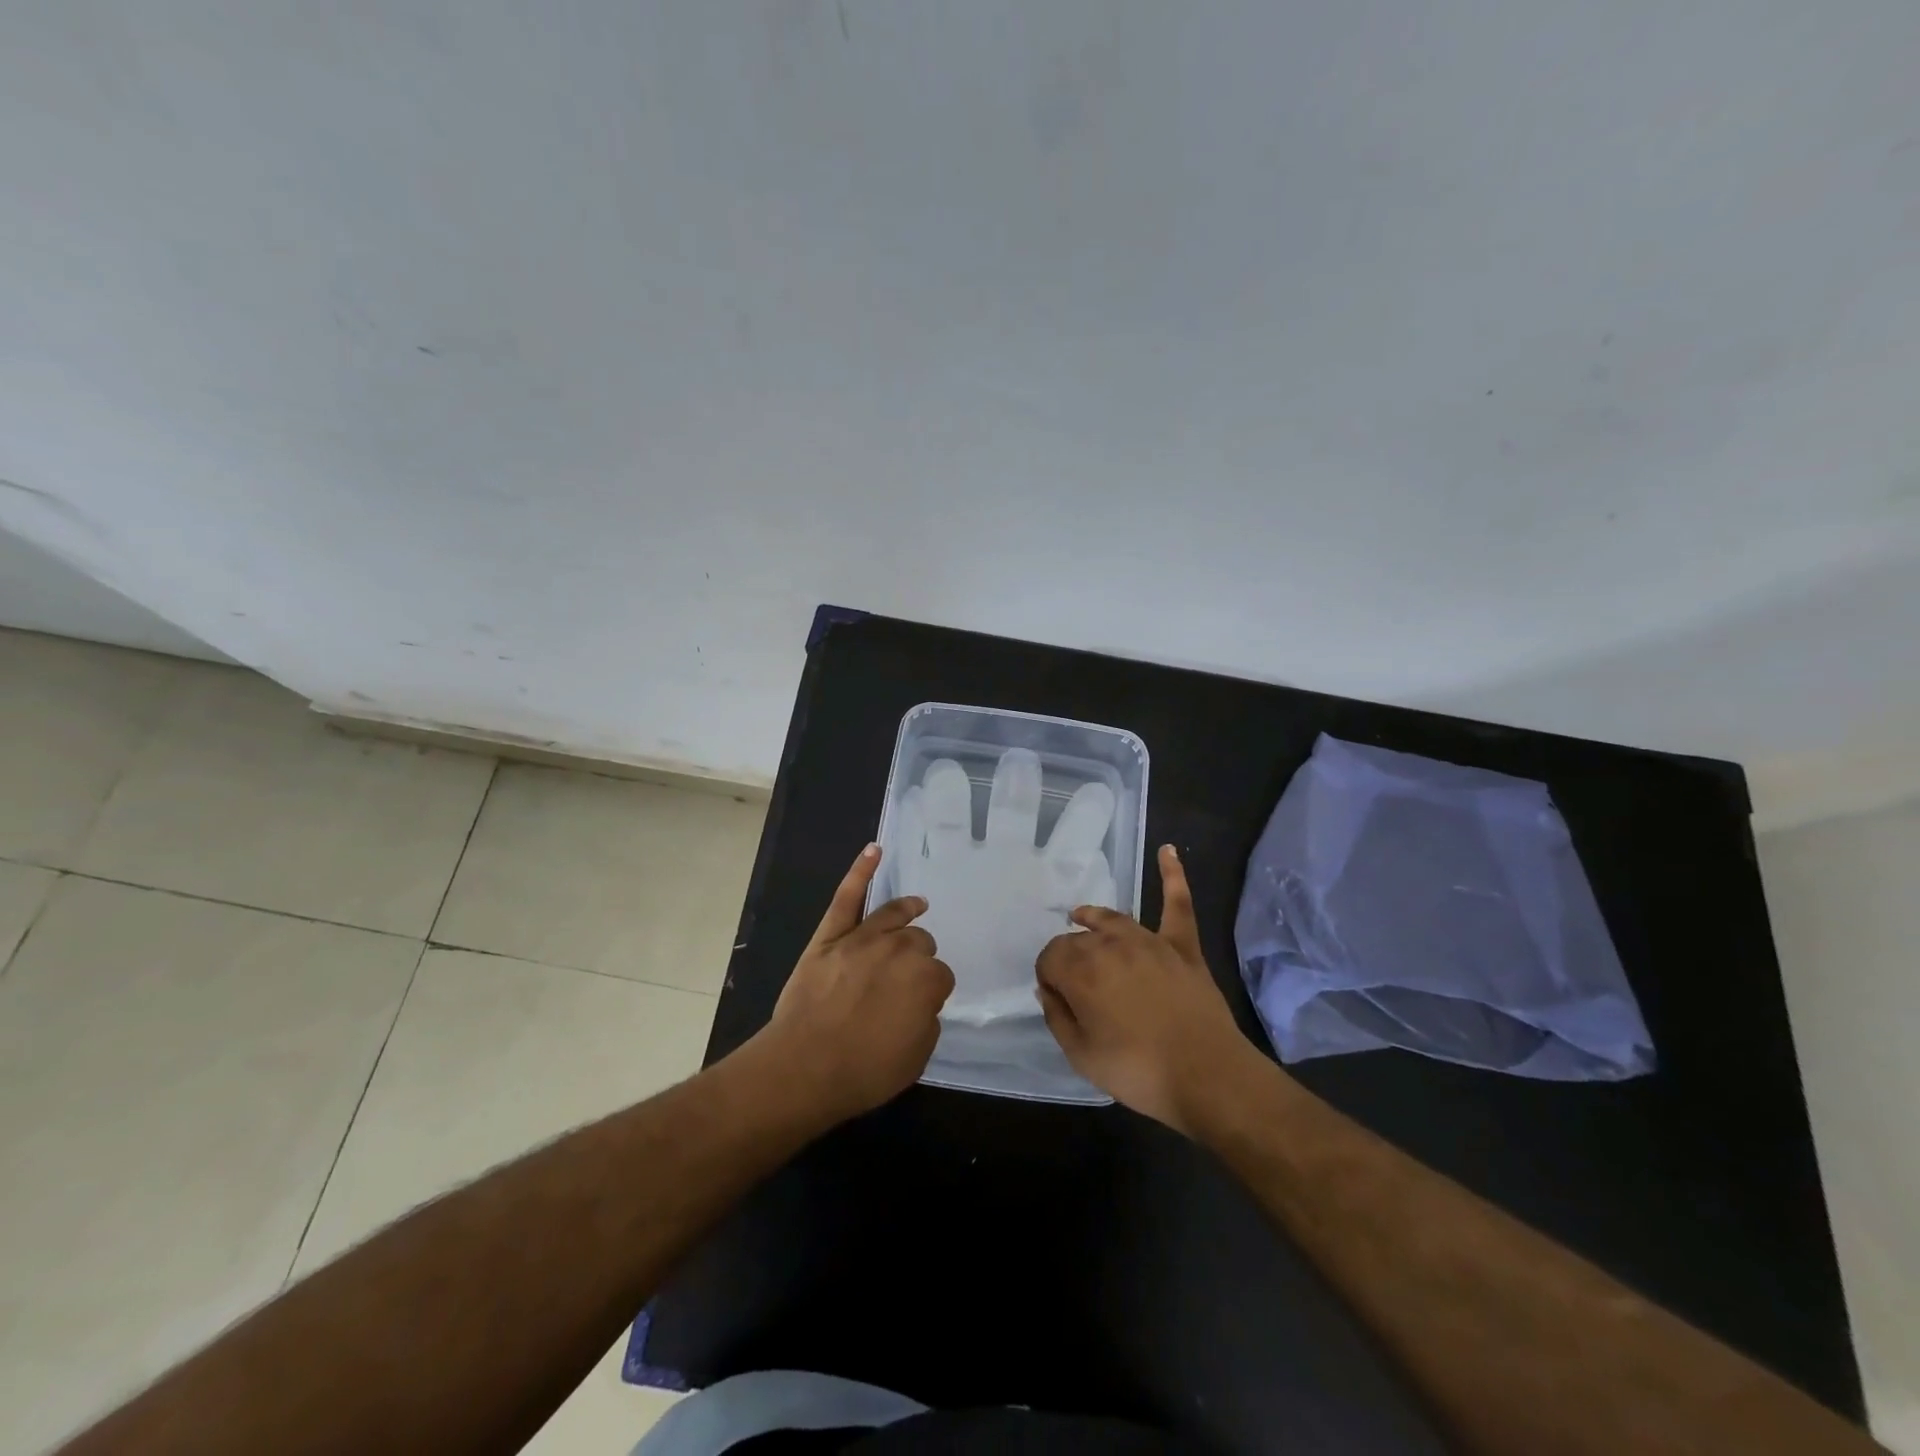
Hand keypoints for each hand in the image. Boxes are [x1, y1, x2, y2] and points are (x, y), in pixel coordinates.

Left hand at [760, 843, 954, 1122]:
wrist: (804, 1067)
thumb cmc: (864, 1070)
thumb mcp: (916, 1058)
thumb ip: (927, 1020)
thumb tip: (921, 1002)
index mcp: (926, 979)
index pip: (941, 976)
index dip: (931, 992)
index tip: (920, 1006)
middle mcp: (900, 949)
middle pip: (919, 941)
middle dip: (918, 958)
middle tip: (904, 980)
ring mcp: (862, 937)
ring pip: (894, 916)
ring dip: (908, 911)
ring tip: (917, 906)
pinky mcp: (831, 935)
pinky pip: (847, 896)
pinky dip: (860, 871)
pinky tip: (874, 851)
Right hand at [1035, 845, 1259, 1134]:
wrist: (1207, 1076)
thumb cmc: (1138, 1071)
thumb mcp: (1081, 1056)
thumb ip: (1057, 1018)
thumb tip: (1048, 990)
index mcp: (1081, 970)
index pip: (1050, 958)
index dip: (1049, 978)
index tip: (1056, 999)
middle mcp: (1110, 944)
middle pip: (1078, 940)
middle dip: (1070, 957)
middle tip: (1077, 988)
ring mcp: (1149, 941)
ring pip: (1112, 920)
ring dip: (1093, 919)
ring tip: (1081, 917)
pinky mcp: (1182, 946)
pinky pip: (1177, 904)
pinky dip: (1173, 875)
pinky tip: (1168, 850)